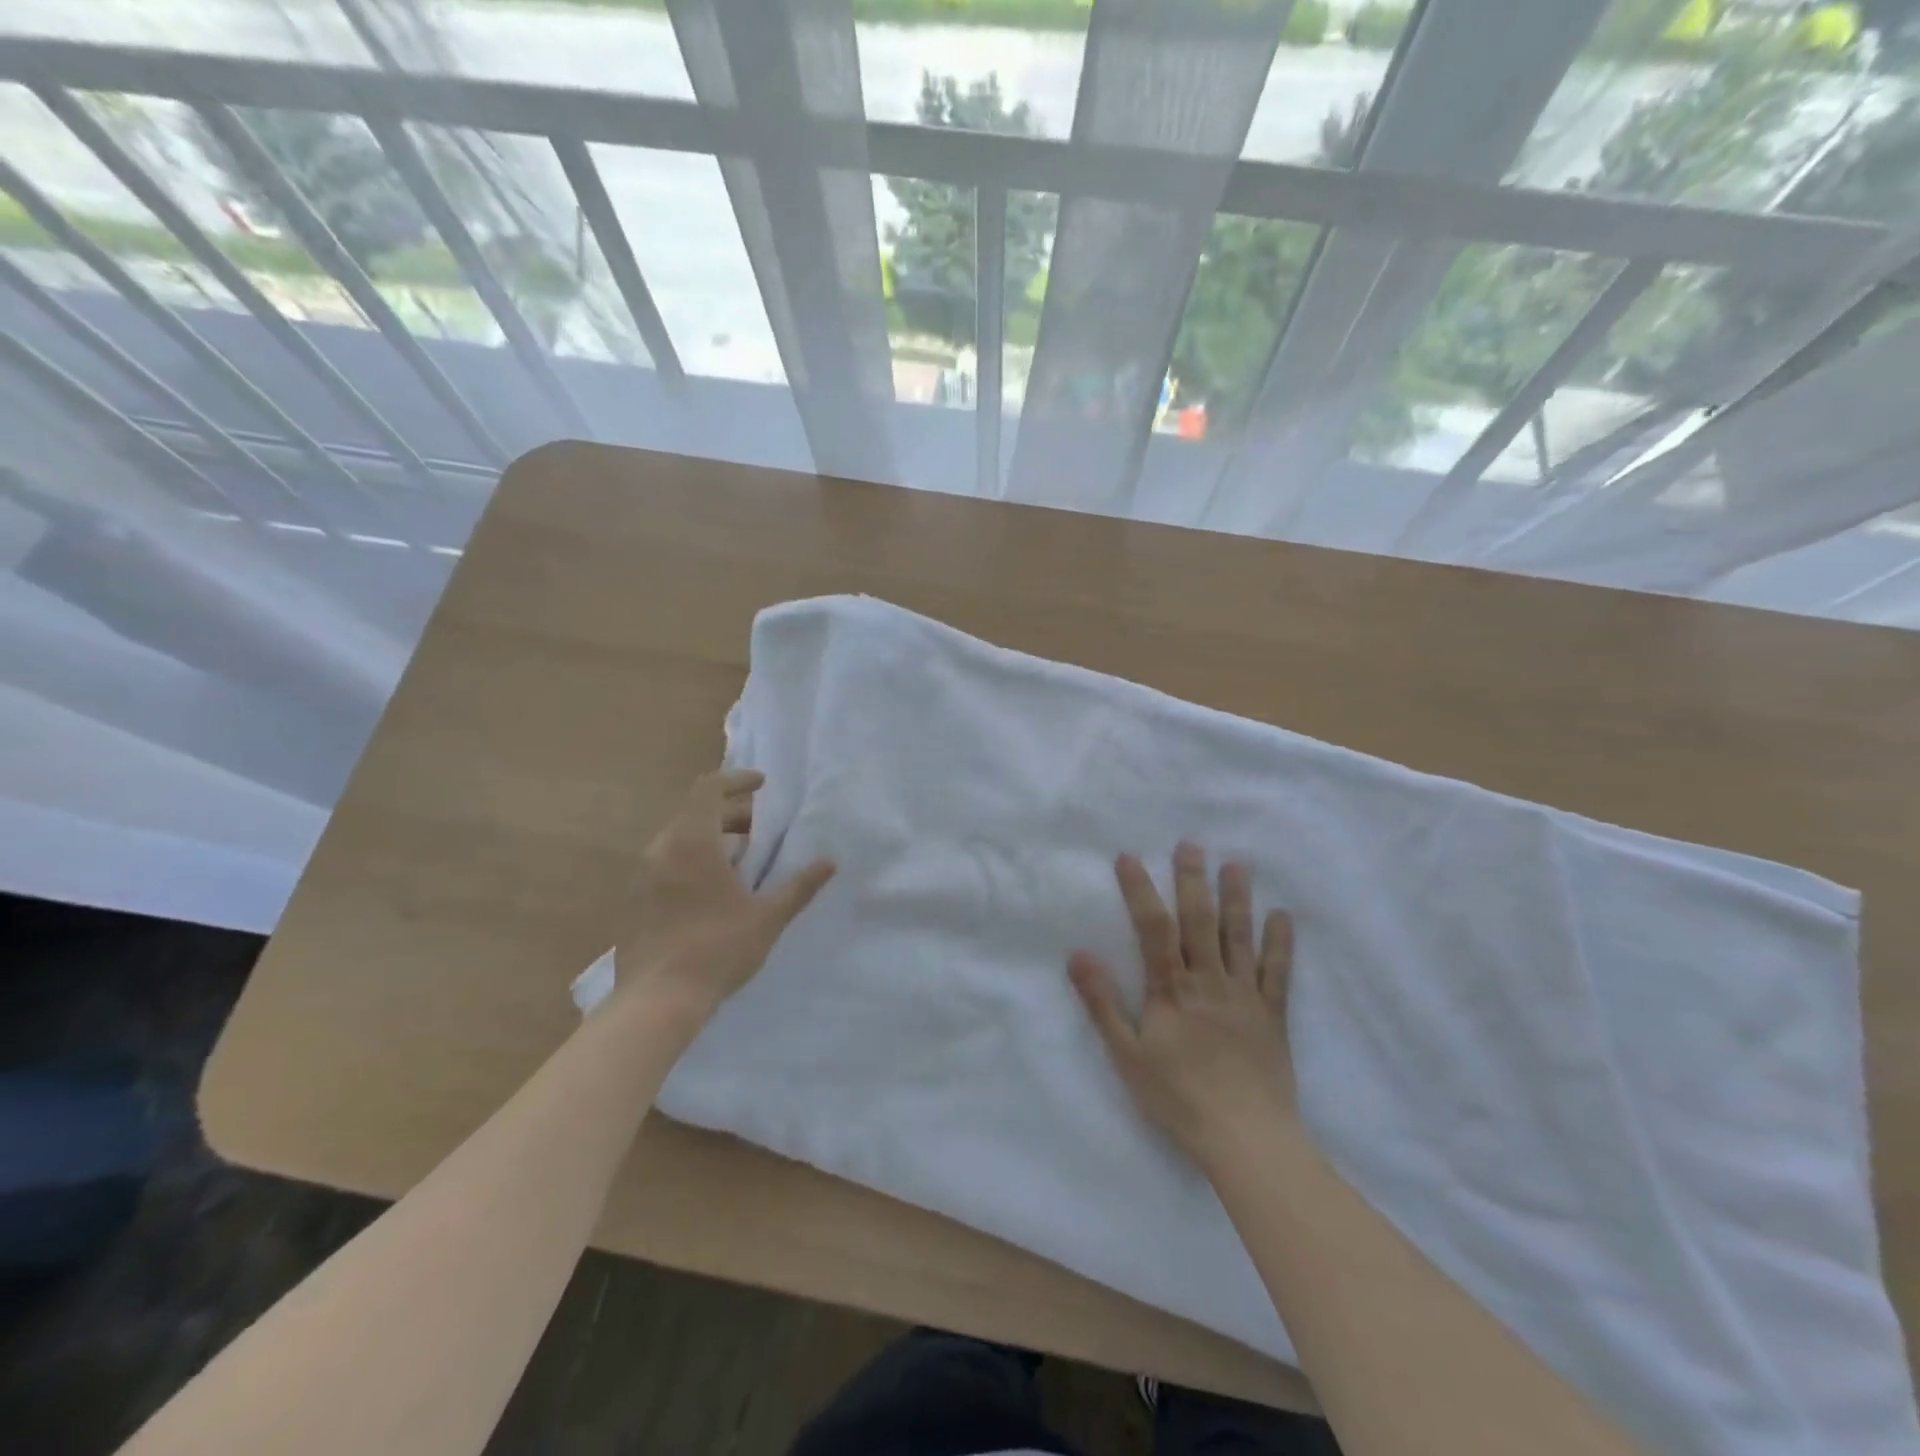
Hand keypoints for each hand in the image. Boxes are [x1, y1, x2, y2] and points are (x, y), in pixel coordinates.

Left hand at [616, 769, 834, 1023]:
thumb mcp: (768, 917)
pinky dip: (693, 859)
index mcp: (691, 842)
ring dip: (712, 837)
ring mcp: (643, 875)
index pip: (709, 788)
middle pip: (696, 812)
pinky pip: (667, 861)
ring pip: (680, 837)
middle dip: (732, 813)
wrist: (657, 1001)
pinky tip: (715, 890)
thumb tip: (829, 862)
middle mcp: (661, 849)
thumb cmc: (717, 949)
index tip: (762, 784)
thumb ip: (799, 886)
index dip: (737, 779)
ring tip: (743, 861)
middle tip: (762, 830)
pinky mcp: (636, 899)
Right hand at [1068, 843, 1295, 1169]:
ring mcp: (1245, 995)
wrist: (1245, 1139)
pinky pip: (1278, 972)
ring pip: (1240, 937)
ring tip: (1237, 864)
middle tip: (1191, 844)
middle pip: (1199, 921)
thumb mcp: (1127, 1054)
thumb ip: (1102, 1003)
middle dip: (1192, 880)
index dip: (1140, 890)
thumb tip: (1078, 954)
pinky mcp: (1272, 1015)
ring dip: (1238, 898)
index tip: (1129, 857)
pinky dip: (1280, 943)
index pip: (1152, 928)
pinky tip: (1281, 916)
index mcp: (1171, 989)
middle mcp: (1209, 981)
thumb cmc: (1178, 1098)